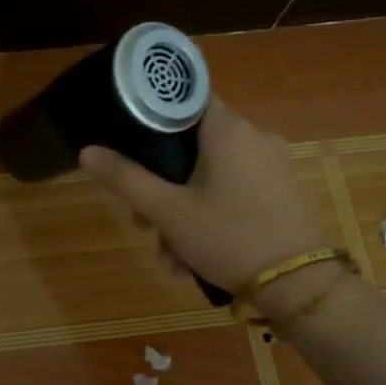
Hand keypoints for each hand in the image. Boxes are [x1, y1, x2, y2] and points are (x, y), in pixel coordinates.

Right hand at [79, 99, 323, 297]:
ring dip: (181, 214)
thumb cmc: (228, 237)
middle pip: (191, 147)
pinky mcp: (280, 194)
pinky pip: (231, 194)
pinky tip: (194, 260)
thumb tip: (86, 151)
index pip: (185, 98)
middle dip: (160, 187)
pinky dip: (208, 219)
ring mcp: (271, 167)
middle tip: (144, 224)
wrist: (298, 286)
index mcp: (228, 129)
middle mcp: (254, 138)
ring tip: (170, 257)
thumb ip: (125, 179)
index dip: (152, 116)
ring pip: (208, 178)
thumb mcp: (167, 211)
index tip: (129, 144)